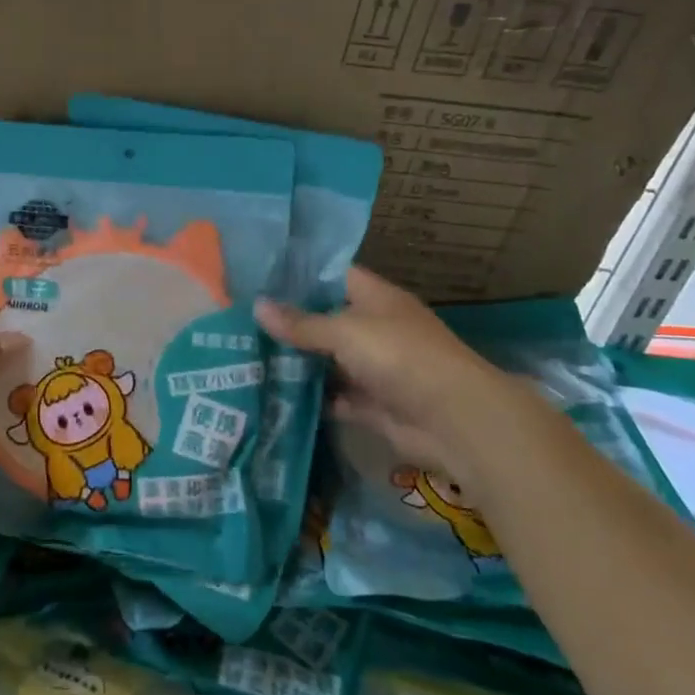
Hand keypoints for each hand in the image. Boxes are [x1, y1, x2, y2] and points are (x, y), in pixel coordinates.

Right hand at [256, 267, 557, 495]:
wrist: (453, 419)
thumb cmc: (400, 356)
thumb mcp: (345, 331)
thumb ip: (301, 323)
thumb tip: (257, 306)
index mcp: (376, 299)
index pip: (334, 276)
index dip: (301, 275)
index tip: (260, 276)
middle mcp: (376, 329)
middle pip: (327, 320)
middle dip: (291, 322)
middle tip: (242, 320)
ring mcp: (375, 368)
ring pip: (328, 361)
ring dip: (298, 362)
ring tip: (247, 356)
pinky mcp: (372, 405)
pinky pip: (335, 397)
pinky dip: (311, 398)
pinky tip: (274, 394)